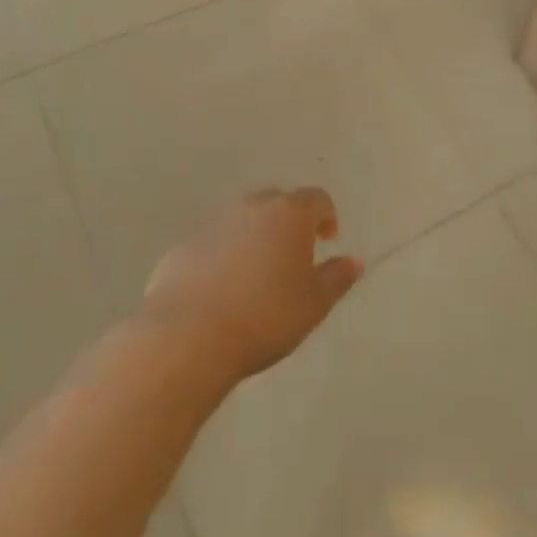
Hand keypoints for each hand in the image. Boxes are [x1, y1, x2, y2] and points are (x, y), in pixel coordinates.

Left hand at [141, 188, 362, 379]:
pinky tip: (220, 294)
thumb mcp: (314, 304)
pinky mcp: (182, 248)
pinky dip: (222, 259)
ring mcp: (213, 224)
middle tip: (292, 259)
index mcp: (289, 213)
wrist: (187, 337)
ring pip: (242, 223)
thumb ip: (337, 278)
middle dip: (289, 225)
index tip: (327, 241)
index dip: (326, 216)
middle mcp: (252, 207)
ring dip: (254, 240)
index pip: (317, 199)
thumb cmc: (265, 316)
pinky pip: (212, 245)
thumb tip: (354, 261)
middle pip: (277, 204)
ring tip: (256, 279)